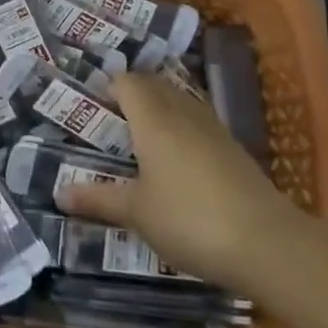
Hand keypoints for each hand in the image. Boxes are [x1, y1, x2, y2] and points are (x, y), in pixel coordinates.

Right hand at [54, 72, 293, 284]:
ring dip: (160, 111)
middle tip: (110, 121)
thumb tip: (59, 193)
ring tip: (140, 139)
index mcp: (154, 120)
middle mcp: (184, 115)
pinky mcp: (235, 152)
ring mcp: (215, 131)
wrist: (268, 245)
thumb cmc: (189, 219)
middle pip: (155, 86)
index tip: (90, 106)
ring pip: (181, 104)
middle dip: (132, 95)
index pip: (128, 82)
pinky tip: (176, 163)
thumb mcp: (136, 212)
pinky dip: (182, 132)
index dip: (108, 87)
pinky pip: (199, 126)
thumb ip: (98, 199)